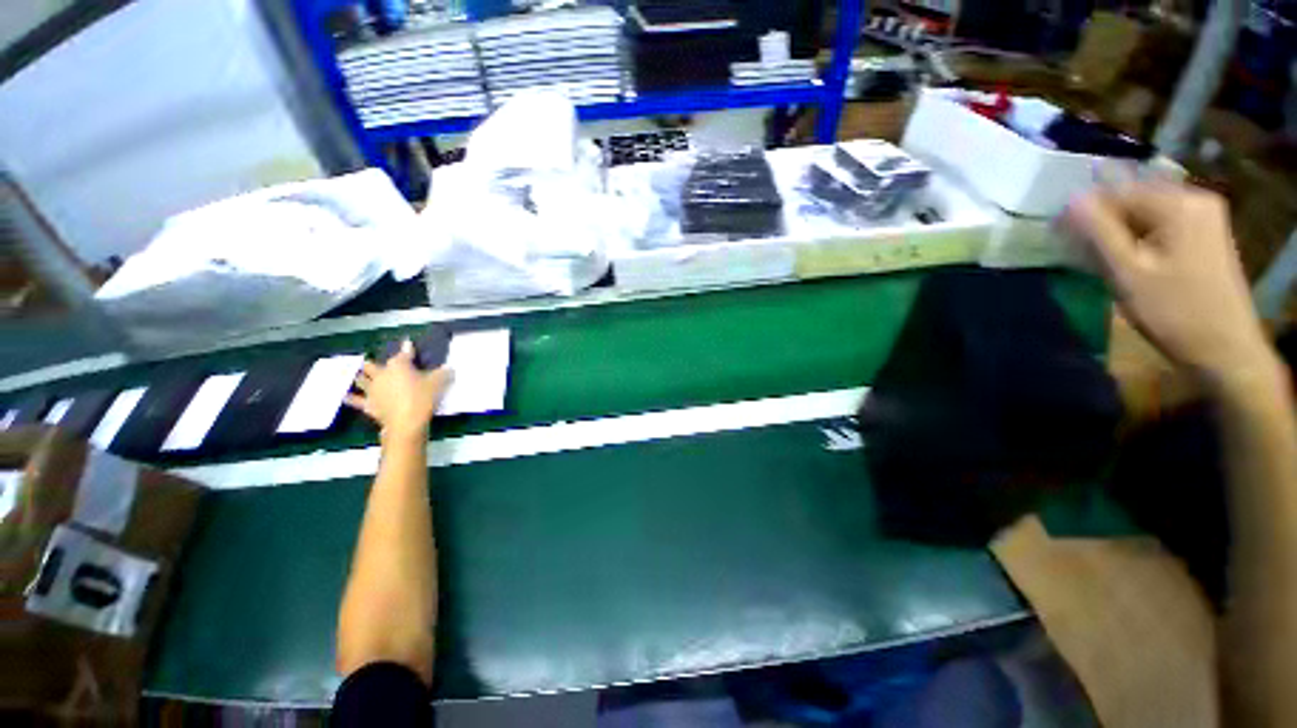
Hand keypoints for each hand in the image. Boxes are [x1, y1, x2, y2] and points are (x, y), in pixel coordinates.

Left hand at [345, 340, 451, 440]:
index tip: (407, 342)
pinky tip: (344, 396)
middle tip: (375, 363)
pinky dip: (351, 398)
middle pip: (373, 365)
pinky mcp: (368, 404)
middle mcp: (382, 374)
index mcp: (399, 365)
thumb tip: (450, 368)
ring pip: (361, 380)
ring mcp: (372, 390)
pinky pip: (356, 400)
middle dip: (373, 363)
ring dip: (361, 377)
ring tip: (359, 374)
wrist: (407, 422)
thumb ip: (443, 373)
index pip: (404, 353)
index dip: (407, 348)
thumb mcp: (438, 383)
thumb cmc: (423, 398)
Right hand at [1066, 182, 1276, 394]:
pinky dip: (1138, 238)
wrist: (1225, 350)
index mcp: (1178, 204)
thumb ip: (1098, 232)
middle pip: (1134, 199)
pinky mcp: (1205, 234)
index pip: (1117, 191)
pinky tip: (1128, 260)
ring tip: (1101, 259)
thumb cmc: (1173, 312)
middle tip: (1079, 251)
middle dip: (1104, 222)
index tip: (1060, 237)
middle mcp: (1195, 199)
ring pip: (1146, 212)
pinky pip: (1160, 224)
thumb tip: (1070, 199)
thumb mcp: (1127, 272)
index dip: (1085, 212)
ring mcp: (1204, 216)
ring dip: (1119, 232)